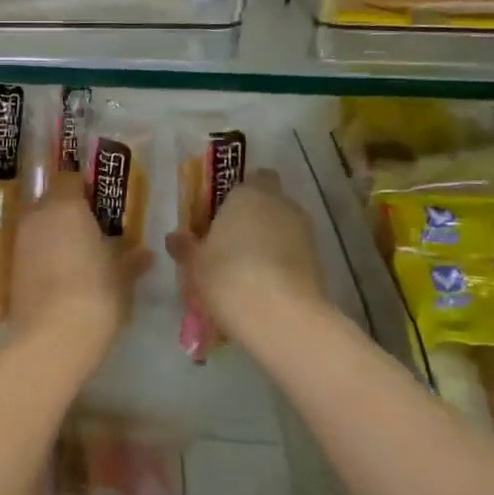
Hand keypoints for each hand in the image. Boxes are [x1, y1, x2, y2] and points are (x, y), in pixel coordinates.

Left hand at [11, 192, 151, 346]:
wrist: (53, 337)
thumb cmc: (96, 294)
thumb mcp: (121, 278)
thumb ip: (132, 260)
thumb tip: (146, 254)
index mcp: (67, 207)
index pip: (70, 179)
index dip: (83, 187)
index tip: (99, 201)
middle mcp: (39, 216)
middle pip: (51, 201)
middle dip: (67, 210)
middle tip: (91, 226)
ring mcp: (21, 242)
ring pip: (38, 225)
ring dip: (53, 233)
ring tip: (76, 252)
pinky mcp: (10, 268)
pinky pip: (30, 250)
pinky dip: (42, 255)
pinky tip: (60, 273)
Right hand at [166, 170, 326, 341]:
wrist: (281, 316)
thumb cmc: (228, 276)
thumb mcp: (194, 263)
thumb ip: (185, 246)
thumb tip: (175, 237)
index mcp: (248, 193)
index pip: (251, 178)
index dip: (236, 194)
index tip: (219, 216)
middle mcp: (281, 204)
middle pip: (267, 202)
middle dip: (252, 218)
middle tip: (227, 244)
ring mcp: (304, 232)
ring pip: (282, 228)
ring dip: (267, 242)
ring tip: (244, 271)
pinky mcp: (318, 260)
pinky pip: (292, 253)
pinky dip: (280, 264)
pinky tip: (262, 287)